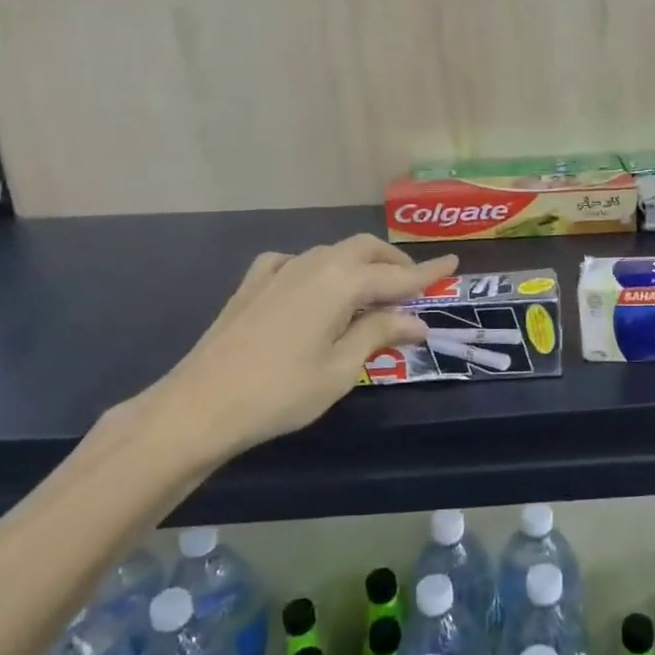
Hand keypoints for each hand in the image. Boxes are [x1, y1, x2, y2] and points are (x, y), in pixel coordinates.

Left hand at [135, 234, 457, 467]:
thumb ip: (379, 335)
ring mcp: (280, 269)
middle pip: (364, 250)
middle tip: (413, 286)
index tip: (453, 264)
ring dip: (359, 265)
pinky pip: (296, 262)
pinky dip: (318, 269)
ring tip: (371, 293)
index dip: (429, 273)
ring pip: (332, 252)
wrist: (200, 404)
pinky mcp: (254, 283)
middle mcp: (314, 264)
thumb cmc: (281, 392)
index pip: (398, 276)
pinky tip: (314, 287)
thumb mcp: (341, 369)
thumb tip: (415, 322)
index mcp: (342, 282)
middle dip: (393, 263)